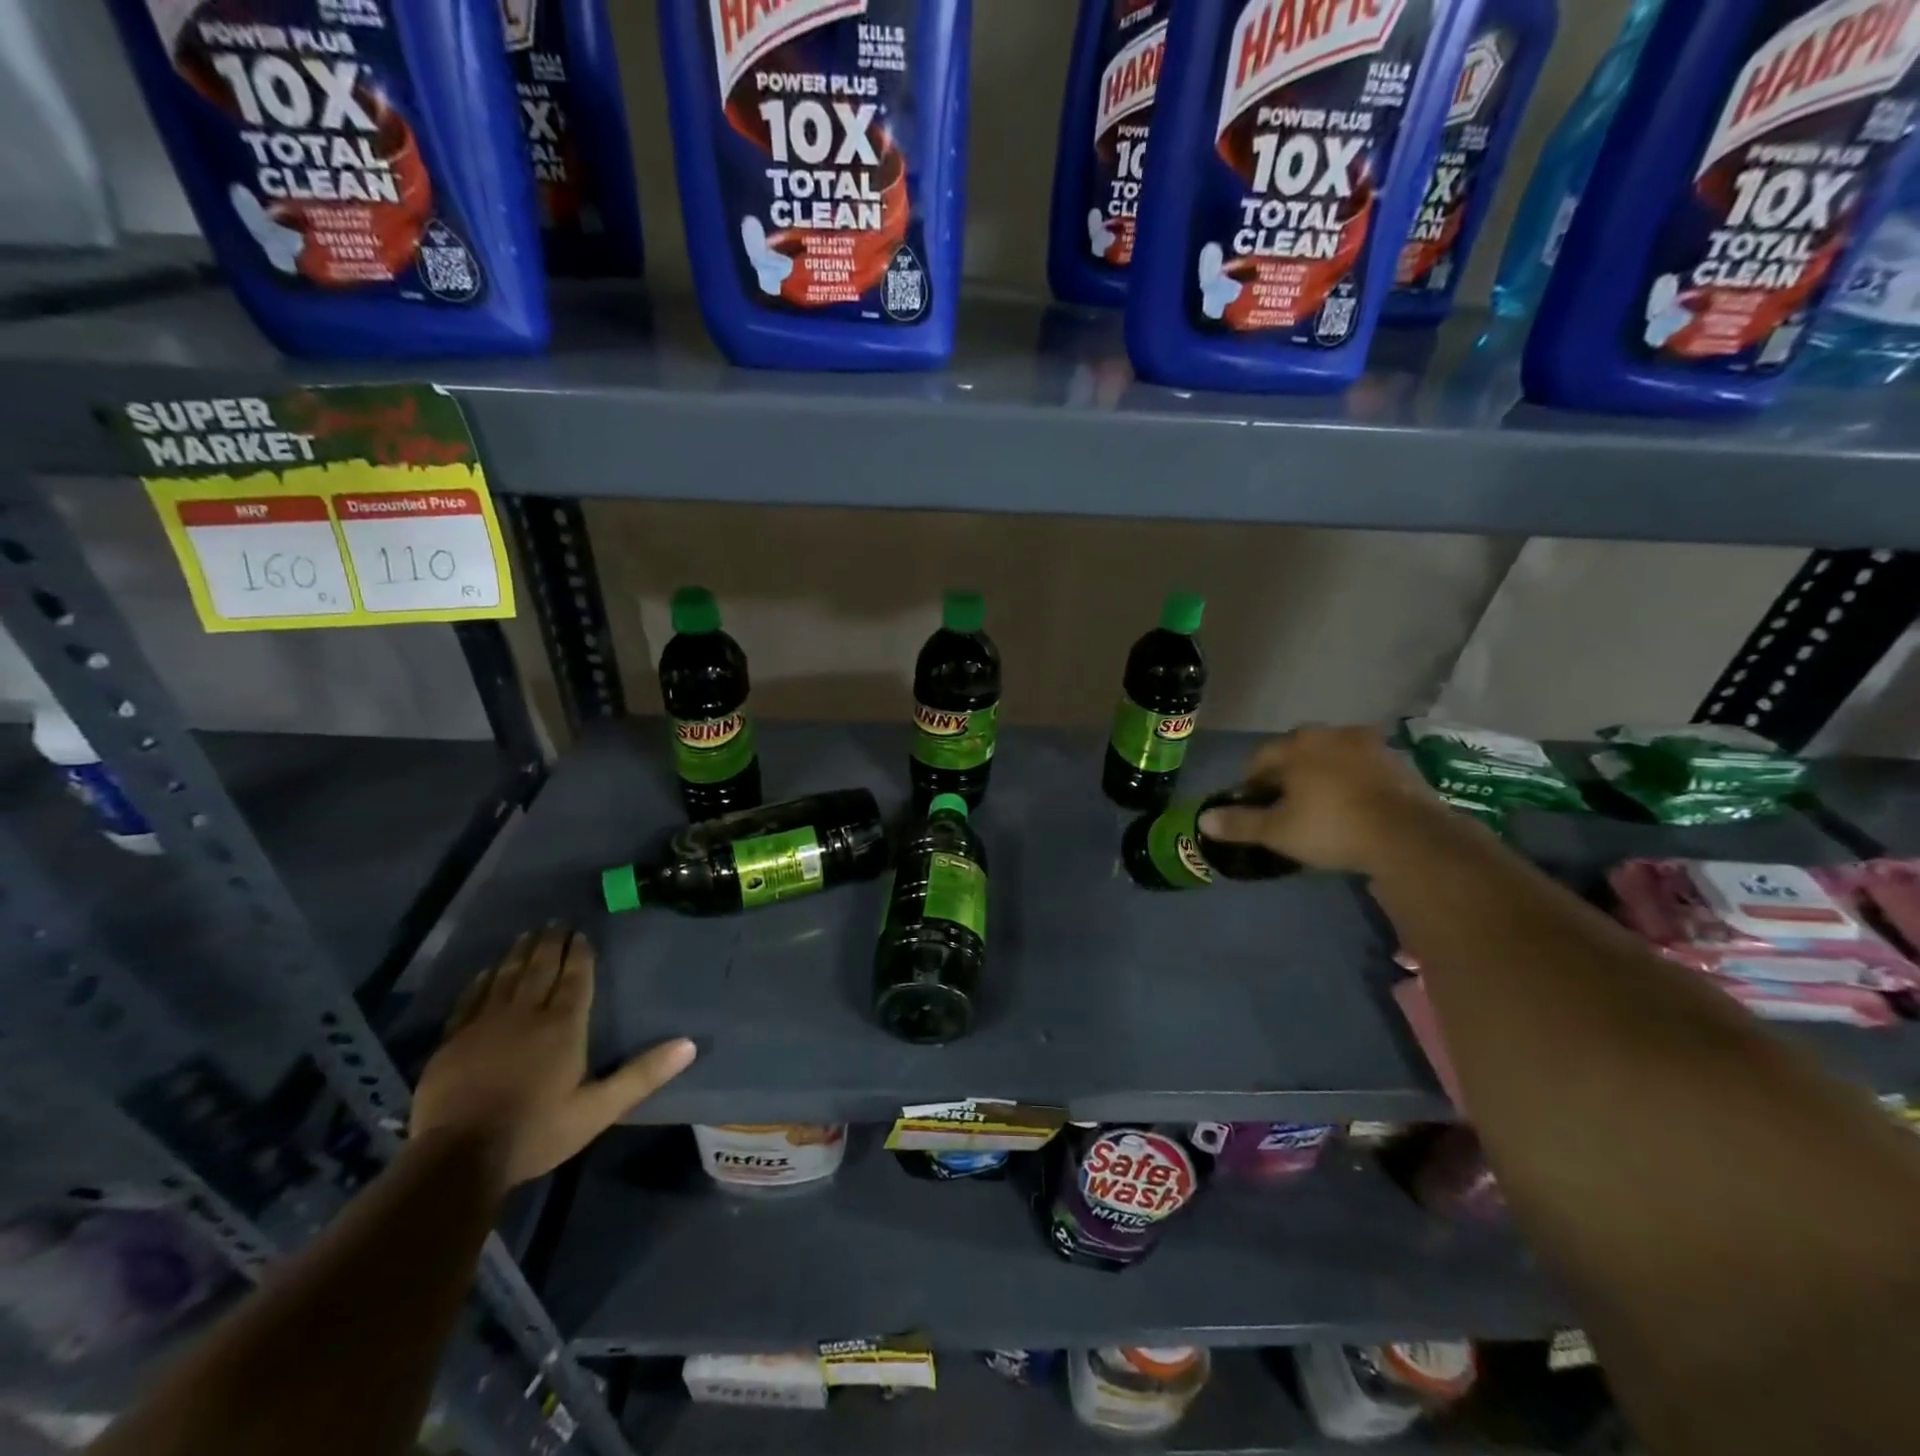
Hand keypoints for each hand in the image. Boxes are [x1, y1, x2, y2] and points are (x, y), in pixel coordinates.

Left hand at [412, 926, 695, 1189]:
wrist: (456, 1159)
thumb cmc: (536, 1132)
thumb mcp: (598, 1110)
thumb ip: (642, 1075)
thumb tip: (689, 1044)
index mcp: (562, 1026)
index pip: (575, 979)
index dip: (579, 954)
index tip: (581, 933)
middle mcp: (525, 1014)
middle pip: (540, 969)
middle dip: (551, 944)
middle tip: (556, 923)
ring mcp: (484, 1025)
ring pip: (506, 977)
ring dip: (519, 954)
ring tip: (528, 935)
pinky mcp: (453, 1041)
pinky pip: (470, 999)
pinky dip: (481, 981)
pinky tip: (486, 971)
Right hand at [1197, 726, 1459, 874]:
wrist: (1408, 836)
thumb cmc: (1331, 828)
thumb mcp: (1278, 831)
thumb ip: (1240, 823)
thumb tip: (1203, 820)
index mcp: (1296, 746)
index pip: (1261, 757)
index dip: (1253, 782)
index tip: (1255, 804)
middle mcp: (1330, 735)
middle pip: (1297, 751)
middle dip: (1288, 773)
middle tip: (1287, 803)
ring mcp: (1368, 744)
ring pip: (1332, 756)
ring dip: (1322, 773)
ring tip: (1321, 804)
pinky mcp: (1397, 761)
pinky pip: (1362, 766)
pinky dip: (1352, 780)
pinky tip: (1353, 805)